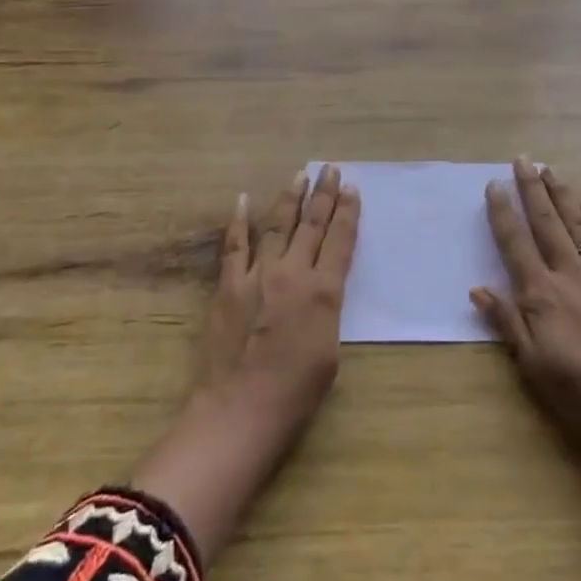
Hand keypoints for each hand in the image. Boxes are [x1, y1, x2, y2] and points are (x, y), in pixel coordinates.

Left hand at [195, 164, 357, 435]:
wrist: (239, 411)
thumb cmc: (295, 393)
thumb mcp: (331, 351)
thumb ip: (328, 310)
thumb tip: (322, 290)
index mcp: (323, 291)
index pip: (340, 240)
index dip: (348, 212)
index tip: (352, 188)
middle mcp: (292, 273)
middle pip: (311, 224)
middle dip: (323, 194)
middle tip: (331, 169)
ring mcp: (257, 275)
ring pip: (276, 225)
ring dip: (289, 198)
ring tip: (300, 174)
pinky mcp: (228, 285)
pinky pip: (234, 245)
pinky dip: (239, 221)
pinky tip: (243, 200)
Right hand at [472, 159, 580, 513]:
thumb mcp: (533, 363)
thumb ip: (507, 322)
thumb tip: (477, 288)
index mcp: (541, 292)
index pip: (515, 243)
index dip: (503, 213)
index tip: (494, 184)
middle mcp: (568, 273)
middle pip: (546, 223)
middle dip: (532, 189)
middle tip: (523, 158)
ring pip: (577, 224)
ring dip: (562, 195)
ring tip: (551, 170)